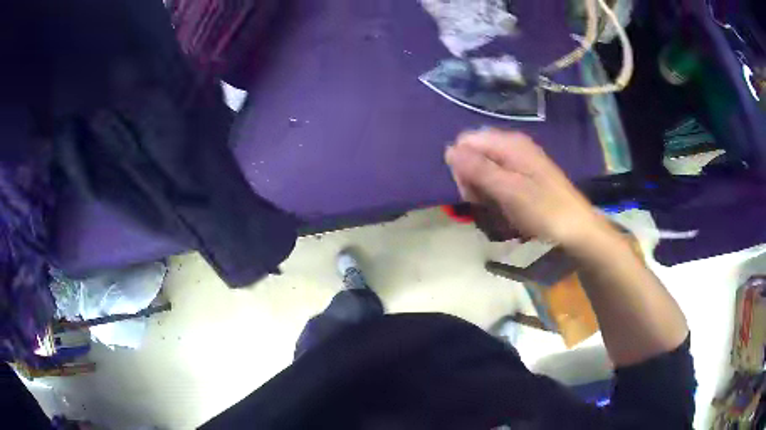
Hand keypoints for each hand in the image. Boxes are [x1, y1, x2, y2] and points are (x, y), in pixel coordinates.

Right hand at [445, 129, 610, 248]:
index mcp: (509, 144)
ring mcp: (520, 162)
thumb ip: (478, 169)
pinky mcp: (525, 177)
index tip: (471, 191)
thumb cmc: (544, 211)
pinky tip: (504, 209)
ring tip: (496, 210)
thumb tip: (449, 150)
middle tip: (485, 204)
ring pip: (485, 170)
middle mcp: (513, 147)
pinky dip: (495, 195)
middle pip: (474, 155)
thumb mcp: (509, 190)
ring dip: (483, 191)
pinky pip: (498, 180)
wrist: (577, 231)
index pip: (466, 142)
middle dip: (472, 181)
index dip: (461, 166)